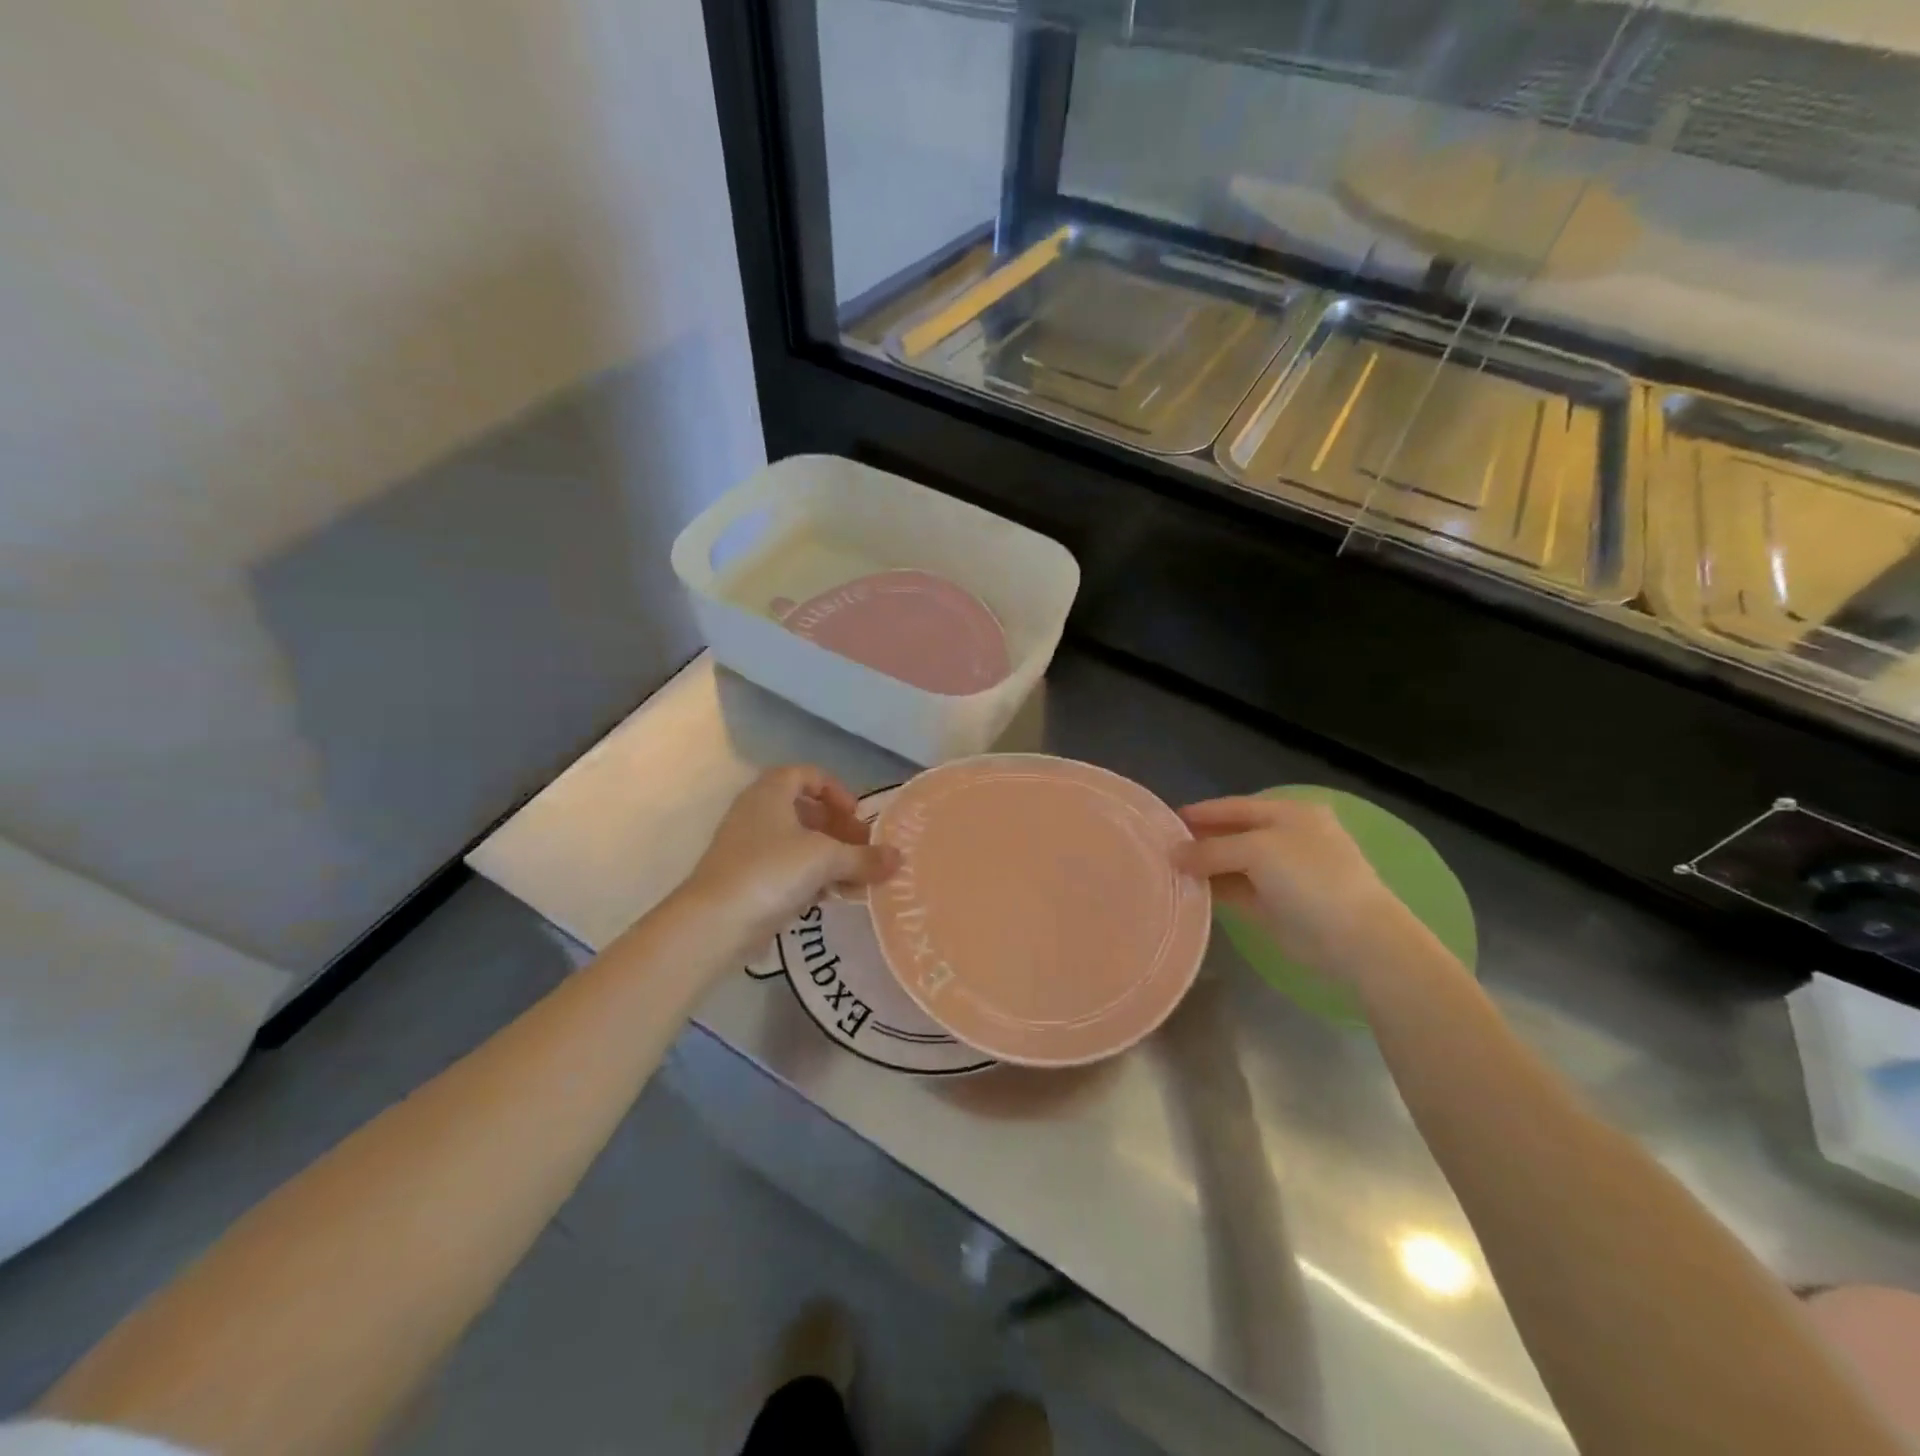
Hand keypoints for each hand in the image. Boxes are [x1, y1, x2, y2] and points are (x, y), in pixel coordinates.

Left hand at [682, 766, 898, 953]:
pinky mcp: (746, 878)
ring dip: (829, 857)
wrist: (714, 922)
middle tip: (861, 849)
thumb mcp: (826, 859)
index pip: (809, 774)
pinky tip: (831, 898)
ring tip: (854, 880)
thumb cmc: (772, 872)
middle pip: (805, 810)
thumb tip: (899, 858)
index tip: (857, 816)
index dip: (837, 791)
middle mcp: (757, 811)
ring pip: (797, 842)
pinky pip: (786, 868)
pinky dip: (811, 877)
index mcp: (771, 791)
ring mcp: (748, 846)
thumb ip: (865, 857)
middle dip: (838, 829)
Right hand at [1173, 795, 1412, 982]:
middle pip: (1231, 834)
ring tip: (1164, 869)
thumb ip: (1211, 849)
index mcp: (1290, 814)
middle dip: (1198, 839)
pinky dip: (1212, 889)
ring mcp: (1280, 874)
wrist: (1356, 939)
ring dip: (1202, 866)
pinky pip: (1235, 890)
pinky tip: (1185, 890)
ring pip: (1231, 864)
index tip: (1165, 820)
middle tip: (1159, 847)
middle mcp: (1285, 839)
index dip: (1202, 812)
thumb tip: (1174, 853)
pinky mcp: (1273, 905)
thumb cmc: (1310, 879)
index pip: (1235, 806)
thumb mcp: (1258, 851)